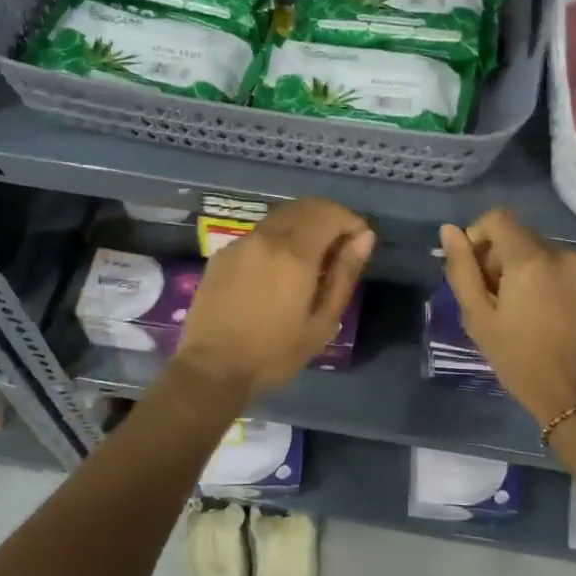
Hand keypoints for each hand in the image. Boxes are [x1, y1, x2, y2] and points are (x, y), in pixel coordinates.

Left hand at [174, 199, 374, 397]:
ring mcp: (240, 243)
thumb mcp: (322, 322)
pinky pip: (259, 235)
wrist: (212, 368)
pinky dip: (278, 240)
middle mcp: (266, 237)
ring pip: (280, 217)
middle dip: (329, 219)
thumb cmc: (274, 353)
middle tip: (340, 250)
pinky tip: (278, 272)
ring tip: (312, 262)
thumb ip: (344, 275)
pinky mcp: (222, 254)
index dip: (351, 222)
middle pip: (305, 207)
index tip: (360, 244)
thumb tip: (363, 239)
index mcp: (294, 253)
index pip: (330, 213)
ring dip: (303, 227)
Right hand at [439, 208, 575, 425]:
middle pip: (520, 235)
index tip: (474, 271)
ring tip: (520, 310)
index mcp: (530, 260)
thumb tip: (449, 231)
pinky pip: (563, 268)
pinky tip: (545, 314)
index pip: (497, 218)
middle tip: (493, 299)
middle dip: (499, 257)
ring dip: (524, 269)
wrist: (574, 396)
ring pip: (541, 252)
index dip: (478, 236)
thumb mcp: (478, 317)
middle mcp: (562, 254)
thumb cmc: (518, 359)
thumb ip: (461, 269)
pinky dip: (547, 280)